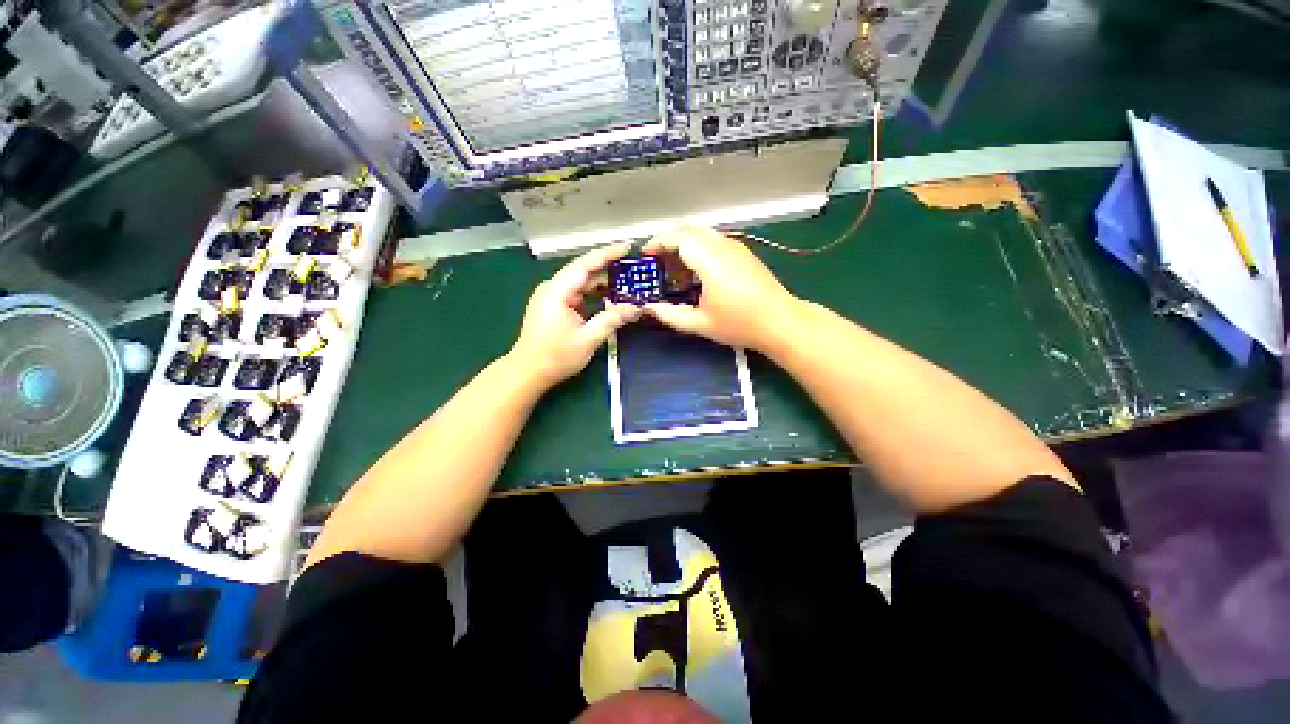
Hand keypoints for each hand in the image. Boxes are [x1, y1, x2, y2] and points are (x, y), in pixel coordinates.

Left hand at [507, 243, 642, 388]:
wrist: (527, 373)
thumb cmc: (554, 357)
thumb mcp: (587, 340)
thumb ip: (611, 320)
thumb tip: (636, 308)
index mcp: (558, 291)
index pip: (585, 265)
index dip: (607, 254)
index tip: (628, 246)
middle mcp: (554, 288)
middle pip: (585, 273)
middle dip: (610, 271)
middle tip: (635, 271)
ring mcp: (553, 297)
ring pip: (583, 284)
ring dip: (604, 285)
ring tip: (629, 285)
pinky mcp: (556, 306)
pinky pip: (579, 294)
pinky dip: (596, 296)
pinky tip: (612, 299)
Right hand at [643, 226, 800, 349]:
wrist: (781, 322)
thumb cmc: (740, 324)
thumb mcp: (701, 323)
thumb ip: (671, 315)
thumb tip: (649, 308)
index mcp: (710, 260)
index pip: (677, 237)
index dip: (657, 242)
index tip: (645, 254)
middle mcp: (722, 246)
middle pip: (689, 229)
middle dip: (668, 240)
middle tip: (656, 260)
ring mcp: (736, 247)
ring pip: (703, 233)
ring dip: (684, 243)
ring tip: (675, 267)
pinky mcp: (744, 253)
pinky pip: (715, 240)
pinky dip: (699, 247)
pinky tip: (698, 270)